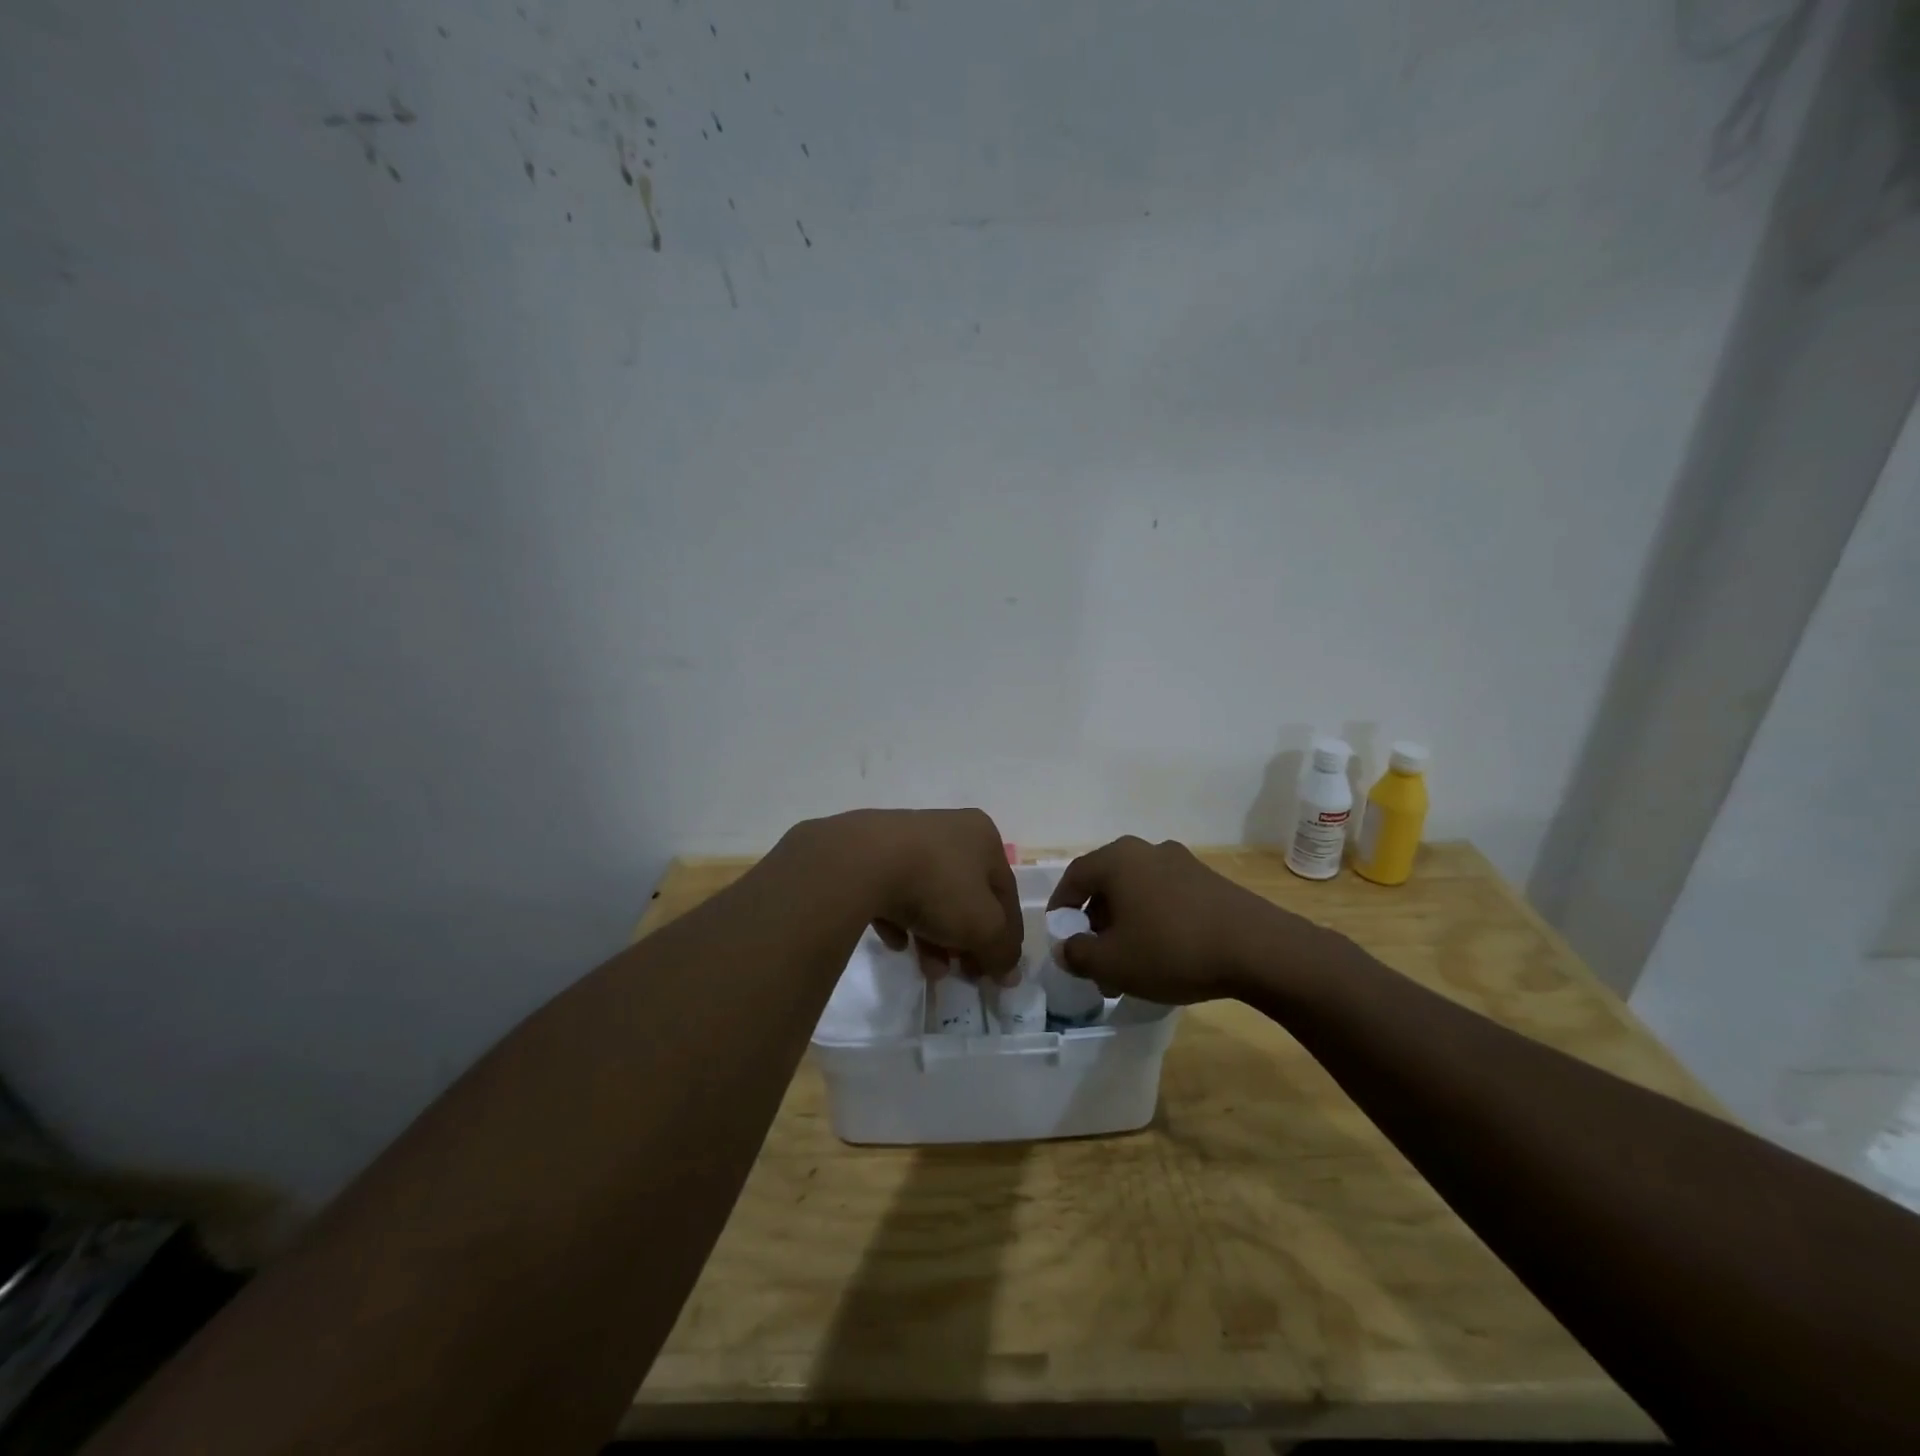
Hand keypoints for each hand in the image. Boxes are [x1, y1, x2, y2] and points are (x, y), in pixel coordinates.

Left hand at [800, 808, 1022, 983]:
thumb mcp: (983, 925)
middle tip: (962, 974)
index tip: (998, 974)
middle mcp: (948, 829)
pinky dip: (899, 920)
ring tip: (928, 969)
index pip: (1005, 893)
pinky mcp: (870, 854)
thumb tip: (1010, 972)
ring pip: (930, 896)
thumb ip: (1002, 950)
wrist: (862, 862)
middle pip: (966, 896)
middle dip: (966, 941)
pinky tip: (895, 942)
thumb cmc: (938, 886)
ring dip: (934, 937)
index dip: (1006, 937)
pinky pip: (893, 893)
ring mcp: (906, 839)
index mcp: (983, 836)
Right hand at [1046, 836, 1307, 1003]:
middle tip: (1094, 958)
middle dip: (1095, 923)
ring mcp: (1182, 863)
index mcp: (1118, 860)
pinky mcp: (1209, 882)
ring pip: (1137, 893)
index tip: (1059, 936)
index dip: (1061, 907)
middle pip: (1107, 884)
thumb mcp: (1113, 963)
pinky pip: (1166, 898)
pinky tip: (1163, 957)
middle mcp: (1147, 851)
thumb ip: (1078, 955)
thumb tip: (1066, 948)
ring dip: (1125, 926)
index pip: (1074, 877)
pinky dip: (1154, 922)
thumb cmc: (1172, 949)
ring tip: (1128, 966)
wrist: (1258, 949)